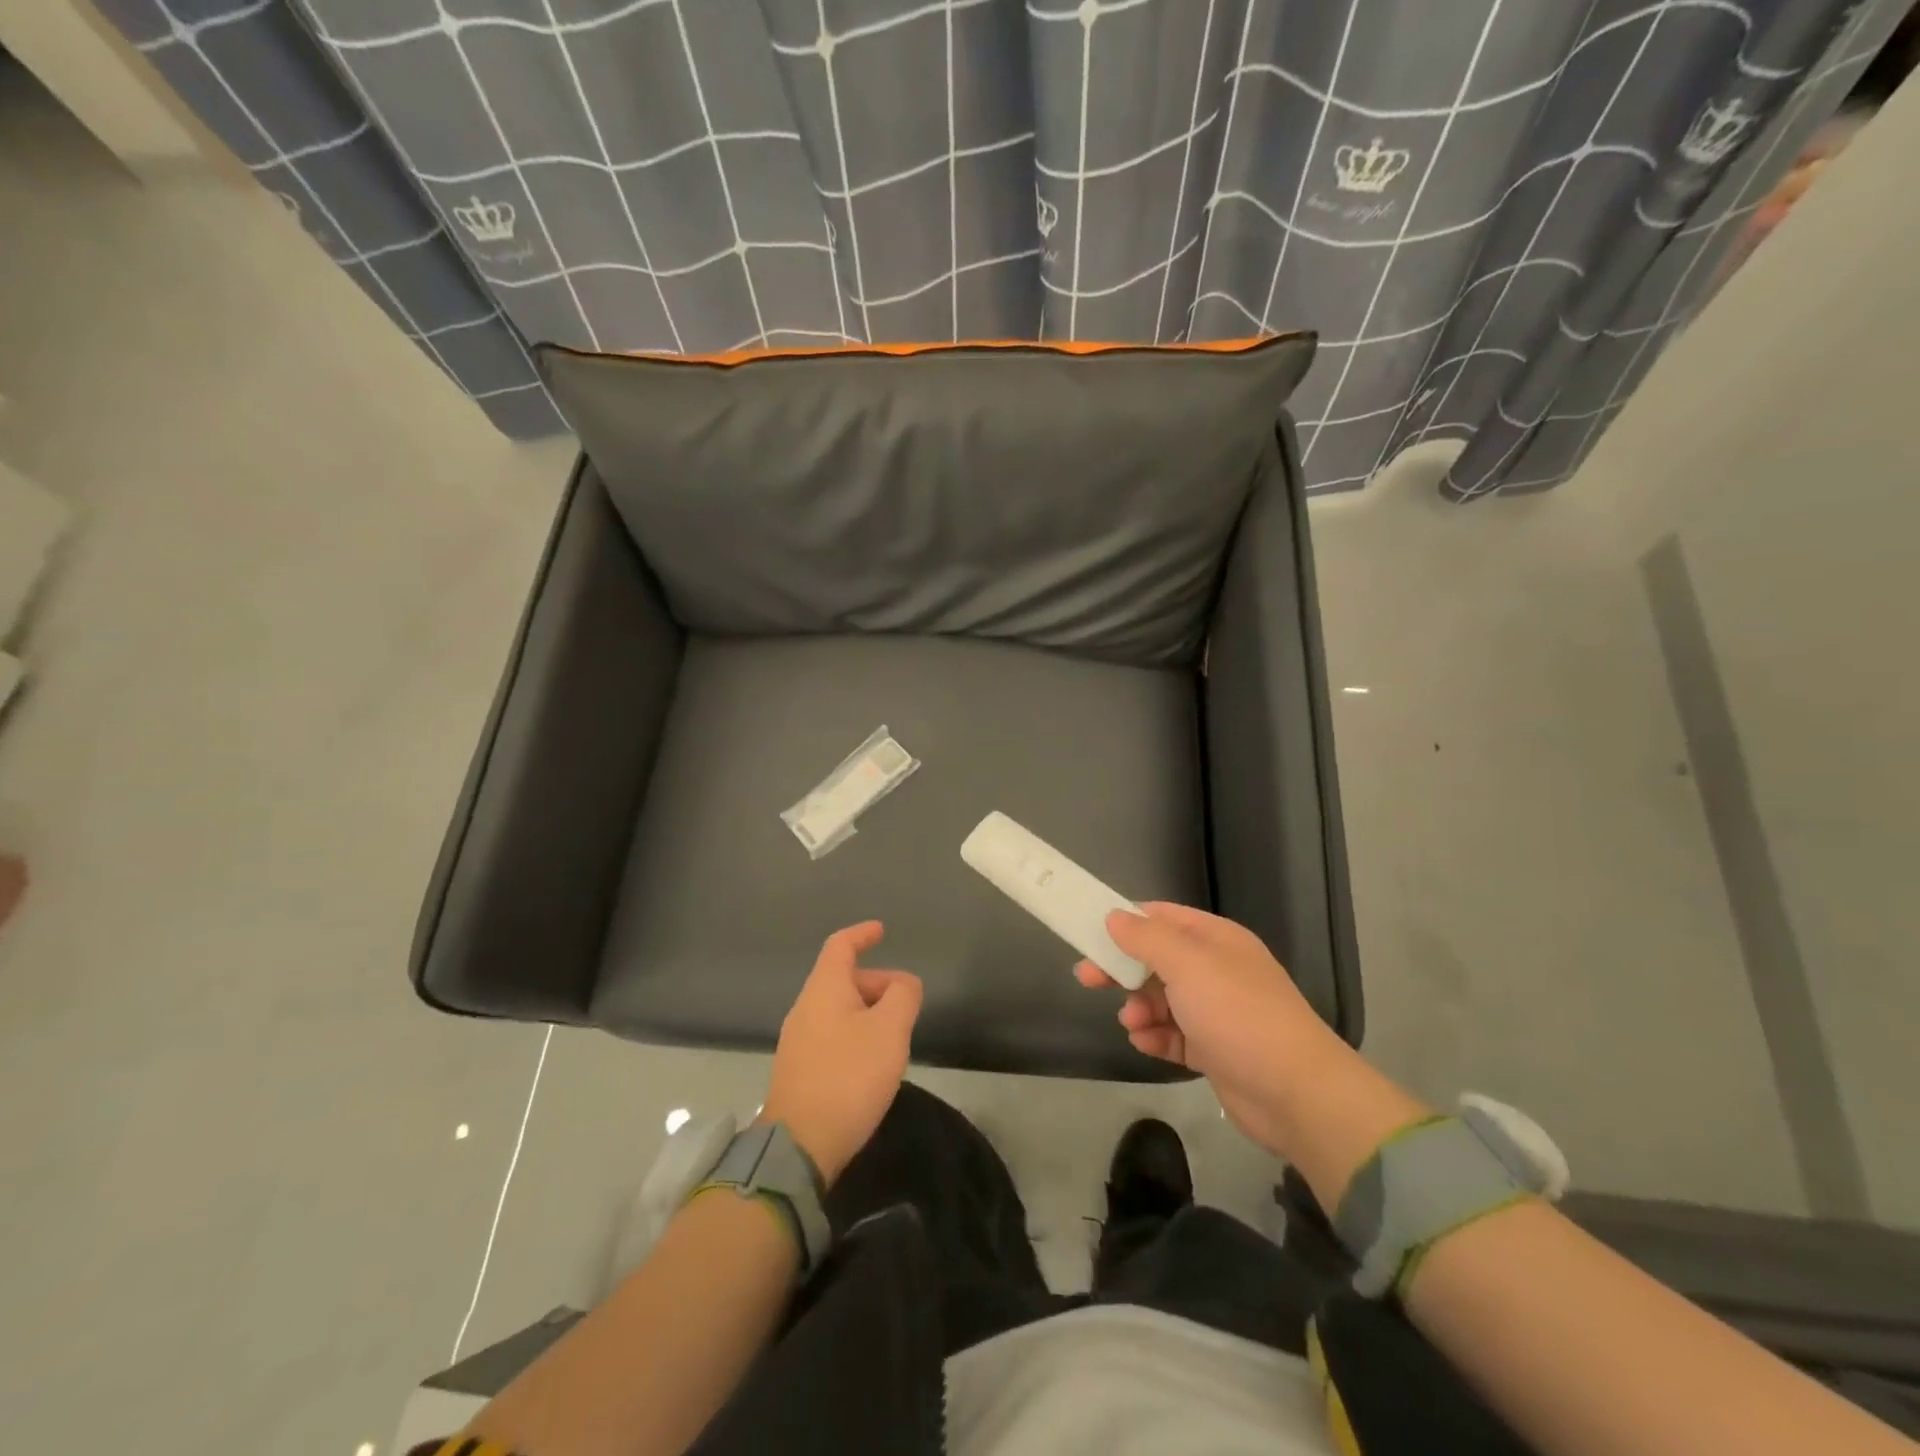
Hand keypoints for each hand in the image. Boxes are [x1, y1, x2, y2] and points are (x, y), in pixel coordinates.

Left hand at [761, 922, 921, 1186]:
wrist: (800, 1144)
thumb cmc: (849, 1076)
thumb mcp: (889, 1030)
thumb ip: (903, 996)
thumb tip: (904, 984)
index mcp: (824, 989)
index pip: (840, 946)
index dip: (862, 934)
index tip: (881, 931)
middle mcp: (805, 1008)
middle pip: (842, 979)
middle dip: (876, 982)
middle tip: (907, 1002)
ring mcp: (798, 1041)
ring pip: (838, 1009)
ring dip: (868, 1011)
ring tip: (895, 1034)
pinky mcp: (799, 1070)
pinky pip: (831, 1035)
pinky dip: (855, 1034)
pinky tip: (873, 1062)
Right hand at [1074, 902, 1389, 1164]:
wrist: (1295, 1093)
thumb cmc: (1237, 1014)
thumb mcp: (1187, 965)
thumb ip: (1146, 938)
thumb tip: (1115, 916)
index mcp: (1215, 939)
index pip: (1162, 917)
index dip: (1126, 922)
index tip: (1090, 933)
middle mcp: (1216, 970)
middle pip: (1157, 959)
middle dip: (1122, 968)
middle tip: (1086, 979)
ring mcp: (1217, 1011)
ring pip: (1162, 999)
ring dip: (1139, 1007)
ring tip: (1133, 1022)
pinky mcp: (1215, 1050)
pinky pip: (1173, 1034)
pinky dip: (1156, 1036)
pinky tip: (1146, 1043)